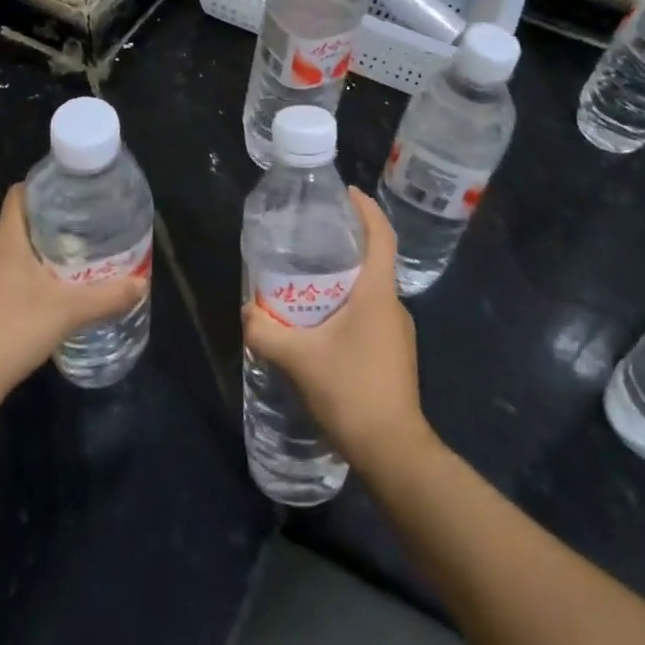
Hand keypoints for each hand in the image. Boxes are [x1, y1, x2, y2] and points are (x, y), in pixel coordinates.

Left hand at [0, 185, 148, 412]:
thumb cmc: (16, 329)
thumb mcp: (70, 311)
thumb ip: (108, 296)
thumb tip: (141, 283)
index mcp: (5, 241)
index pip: (18, 196)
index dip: (43, 188)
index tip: (71, 194)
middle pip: (17, 225)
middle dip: (48, 225)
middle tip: (83, 231)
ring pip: (9, 255)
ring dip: (35, 255)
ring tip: (68, 263)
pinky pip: (0, 279)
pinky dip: (21, 280)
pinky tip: (43, 299)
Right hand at [242, 189, 431, 470]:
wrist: (393, 452)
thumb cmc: (351, 392)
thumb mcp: (299, 359)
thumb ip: (267, 333)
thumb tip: (247, 313)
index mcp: (378, 294)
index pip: (381, 236)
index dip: (367, 210)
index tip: (348, 193)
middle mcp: (394, 306)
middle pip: (374, 263)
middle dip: (346, 247)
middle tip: (311, 242)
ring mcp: (398, 334)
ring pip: (370, 294)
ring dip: (344, 283)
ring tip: (308, 284)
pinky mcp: (394, 356)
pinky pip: (370, 317)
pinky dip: (348, 309)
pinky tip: (322, 327)